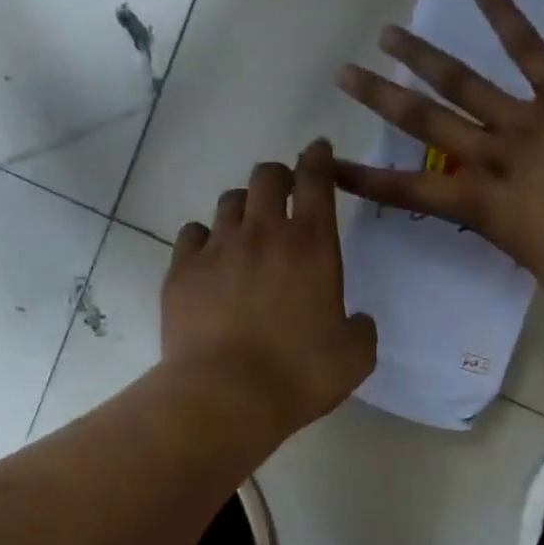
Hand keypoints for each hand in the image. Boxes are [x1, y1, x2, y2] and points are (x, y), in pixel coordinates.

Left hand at [162, 141, 377, 435]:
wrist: (227, 394)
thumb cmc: (299, 373)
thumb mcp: (355, 357)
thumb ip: (361, 329)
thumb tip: (357, 320)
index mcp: (312, 245)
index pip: (316, 180)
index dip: (319, 159)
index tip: (319, 150)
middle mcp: (264, 233)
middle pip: (267, 177)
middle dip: (279, 176)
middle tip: (284, 191)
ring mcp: (218, 248)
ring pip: (229, 202)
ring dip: (244, 207)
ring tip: (248, 228)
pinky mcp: (182, 271)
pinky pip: (192, 234)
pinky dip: (205, 238)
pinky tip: (210, 257)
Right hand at [334, 0, 543, 299]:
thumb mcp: (536, 261)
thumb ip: (516, 234)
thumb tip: (519, 221)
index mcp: (480, 206)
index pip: (409, 193)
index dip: (366, 180)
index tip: (330, 164)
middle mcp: (490, 156)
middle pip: (424, 124)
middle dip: (381, 100)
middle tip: (346, 75)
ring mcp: (525, 120)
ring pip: (463, 82)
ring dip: (422, 57)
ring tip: (389, 34)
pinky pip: (530, 50)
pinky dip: (506, 17)